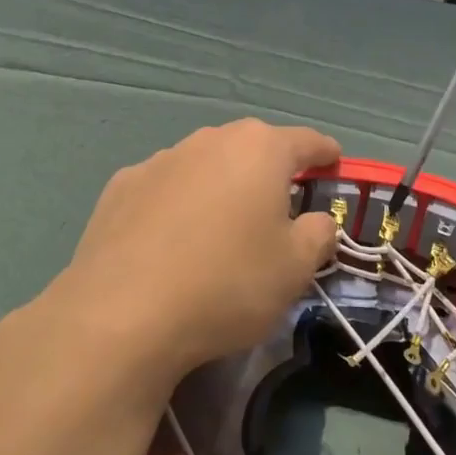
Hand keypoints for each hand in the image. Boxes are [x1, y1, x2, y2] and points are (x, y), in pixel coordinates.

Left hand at [52, 120, 343, 384]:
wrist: (122, 314)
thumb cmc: (227, 284)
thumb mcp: (294, 269)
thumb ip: (318, 235)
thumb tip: (319, 221)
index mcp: (261, 150)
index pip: (307, 141)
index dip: (325, 153)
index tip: (333, 164)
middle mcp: (211, 140)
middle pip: (253, 146)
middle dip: (270, 168)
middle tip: (279, 204)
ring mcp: (161, 159)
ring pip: (206, 163)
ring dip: (221, 183)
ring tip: (222, 226)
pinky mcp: (122, 185)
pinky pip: (166, 186)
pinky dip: (178, 201)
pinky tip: (171, 239)